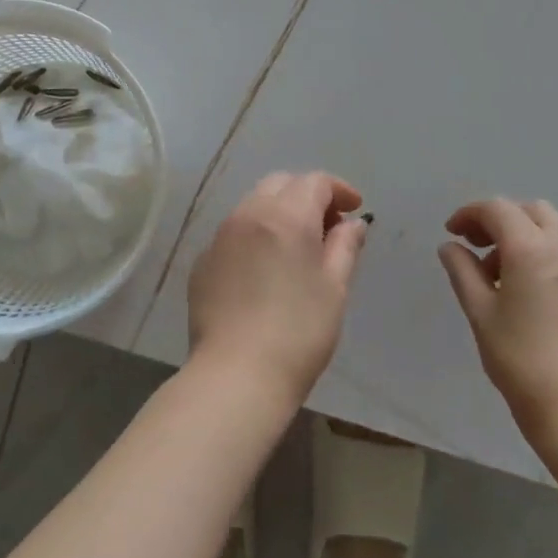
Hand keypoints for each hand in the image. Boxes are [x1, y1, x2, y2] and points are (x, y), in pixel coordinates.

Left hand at [188, 172, 369, 405]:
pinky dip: (255, 236)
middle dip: (307, 195)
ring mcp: (219, 237)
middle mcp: (248, 214)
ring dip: (279, 212)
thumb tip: (352, 223)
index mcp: (285, 216)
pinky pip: (233, 233)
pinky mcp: (202, 262)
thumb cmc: (299, 332)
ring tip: (297, 247)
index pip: (315, 182)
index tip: (355, 209)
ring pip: (253, 205)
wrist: (236, 375)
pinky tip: (264, 270)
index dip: (339, 190)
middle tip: (328, 226)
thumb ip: (344, 247)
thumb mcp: (334, 289)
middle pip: (280, 184)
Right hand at [437, 198, 557, 441]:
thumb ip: (463, 272)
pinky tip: (534, 298)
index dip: (470, 214)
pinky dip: (548, 259)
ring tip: (503, 278)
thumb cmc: (522, 360)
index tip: (452, 234)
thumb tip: (451, 247)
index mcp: (532, 249)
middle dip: (502, 220)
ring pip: (556, 233)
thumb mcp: (480, 313)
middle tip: (479, 247)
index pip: (498, 209)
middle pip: (532, 212)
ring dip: (526, 239)